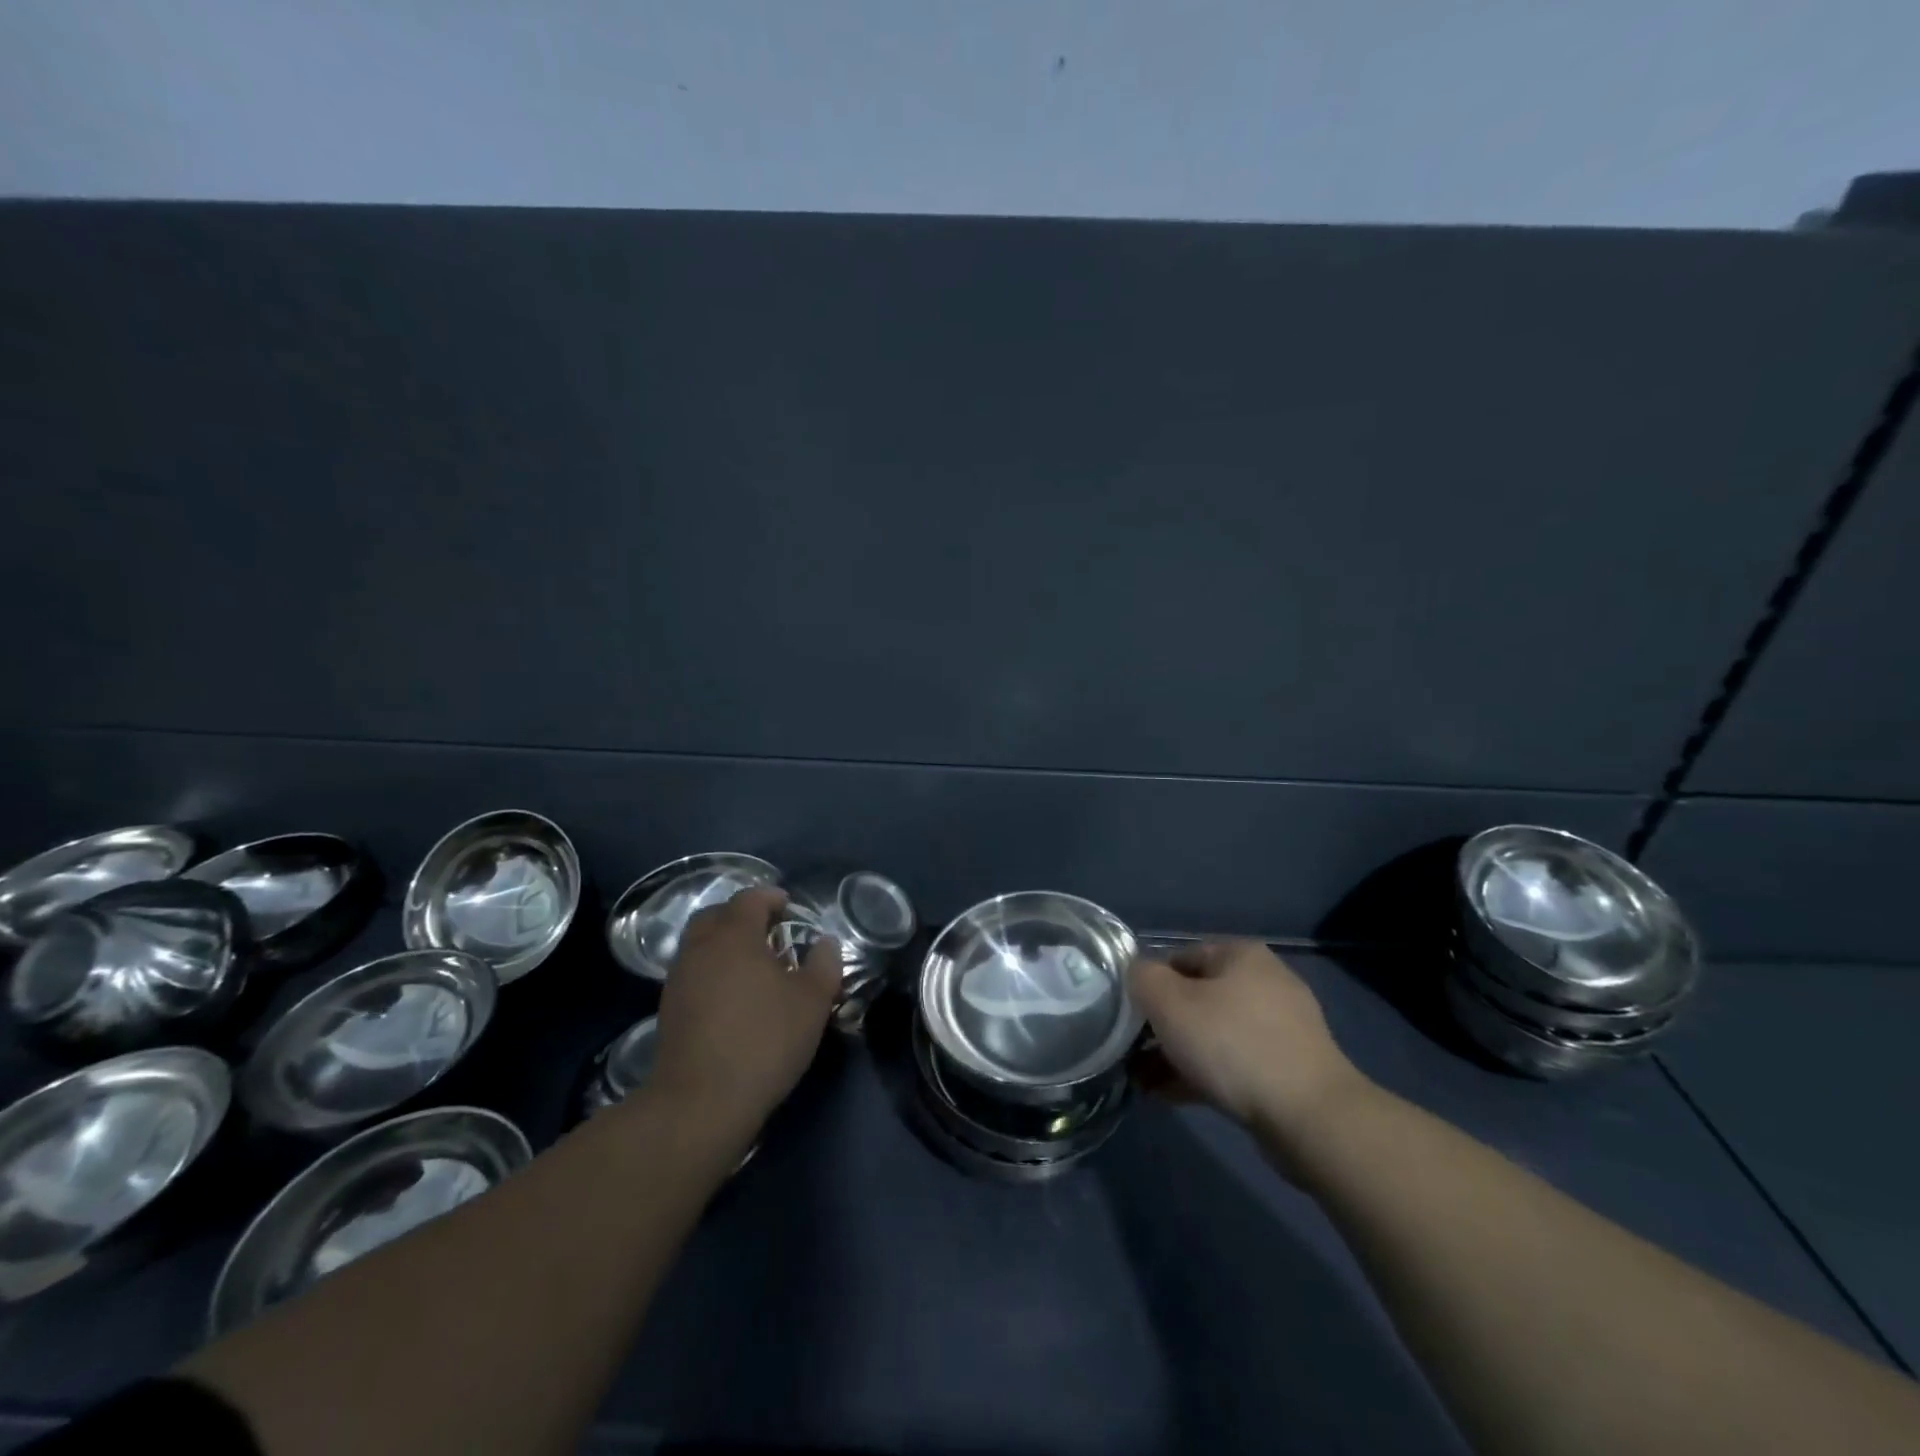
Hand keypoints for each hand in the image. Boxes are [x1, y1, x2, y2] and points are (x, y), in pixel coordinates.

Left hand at [650, 888, 840, 1133]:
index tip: (790, 906)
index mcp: (734, 935)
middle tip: (770, 931)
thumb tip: (825, 943)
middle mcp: (701, 947)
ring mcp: (679, 978)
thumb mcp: (812, 1001)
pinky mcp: (669, 1009)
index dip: (771, 897)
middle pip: (717, 915)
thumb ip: (824, 964)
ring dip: (725, 944)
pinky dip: (713, 971)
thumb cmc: (764, 1040)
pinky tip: (734, 996)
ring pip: (701, 944)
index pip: (750, 898)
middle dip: (742, 916)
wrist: (701, 1101)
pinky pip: (694, 972)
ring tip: (754, 966)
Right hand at [1130, 941, 1368, 1138]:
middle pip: (1196, 997)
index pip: (1179, 957)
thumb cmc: (1232, 1045)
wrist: (1310, 1117)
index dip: (1149, 985)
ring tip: (1144, 1082)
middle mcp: (1265, 982)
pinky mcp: (1289, 1068)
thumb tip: (1138, 975)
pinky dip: (1202, 1074)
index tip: (1129, 1018)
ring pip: (1213, 1033)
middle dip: (1161, 1026)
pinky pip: (1233, 1063)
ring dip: (1176, 1054)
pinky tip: (1171, 1096)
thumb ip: (1142, 978)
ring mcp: (1282, 1027)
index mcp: (1241, 955)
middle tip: (1132, 1053)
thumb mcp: (1169, 1003)